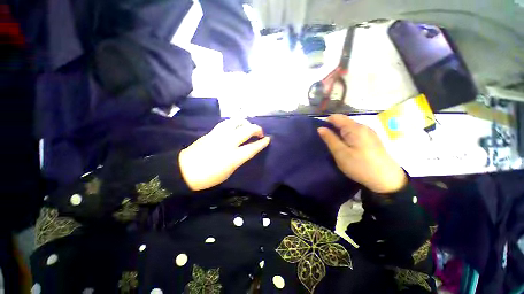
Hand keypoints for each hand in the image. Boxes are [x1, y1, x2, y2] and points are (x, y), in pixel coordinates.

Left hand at [179, 119, 270, 190]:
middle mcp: (228, 143)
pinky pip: (226, 123)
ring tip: (248, 126)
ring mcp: (219, 135)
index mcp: (233, 157)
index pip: (252, 148)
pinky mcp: (212, 132)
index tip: (268, 139)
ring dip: (245, 123)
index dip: (262, 143)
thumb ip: (238, 159)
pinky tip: (236, 126)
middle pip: (246, 130)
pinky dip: (235, 123)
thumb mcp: (228, 172)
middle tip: (260, 132)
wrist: (184, 170)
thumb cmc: (208, 177)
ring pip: (236, 122)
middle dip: (257, 129)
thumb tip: (244, 151)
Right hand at [318, 114, 406, 193]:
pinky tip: (347, 147)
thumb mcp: (340, 153)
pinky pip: (355, 133)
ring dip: (340, 133)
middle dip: (333, 128)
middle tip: (327, 141)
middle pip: (343, 121)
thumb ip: (330, 139)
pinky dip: (348, 136)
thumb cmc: (360, 166)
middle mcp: (363, 126)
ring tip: (335, 145)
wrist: (386, 180)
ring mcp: (369, 132)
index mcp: (355, 128)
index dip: (326, 122)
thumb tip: (320, 128)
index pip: (336, 117)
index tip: (321, 133)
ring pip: (349, 127)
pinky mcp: (372, 139)